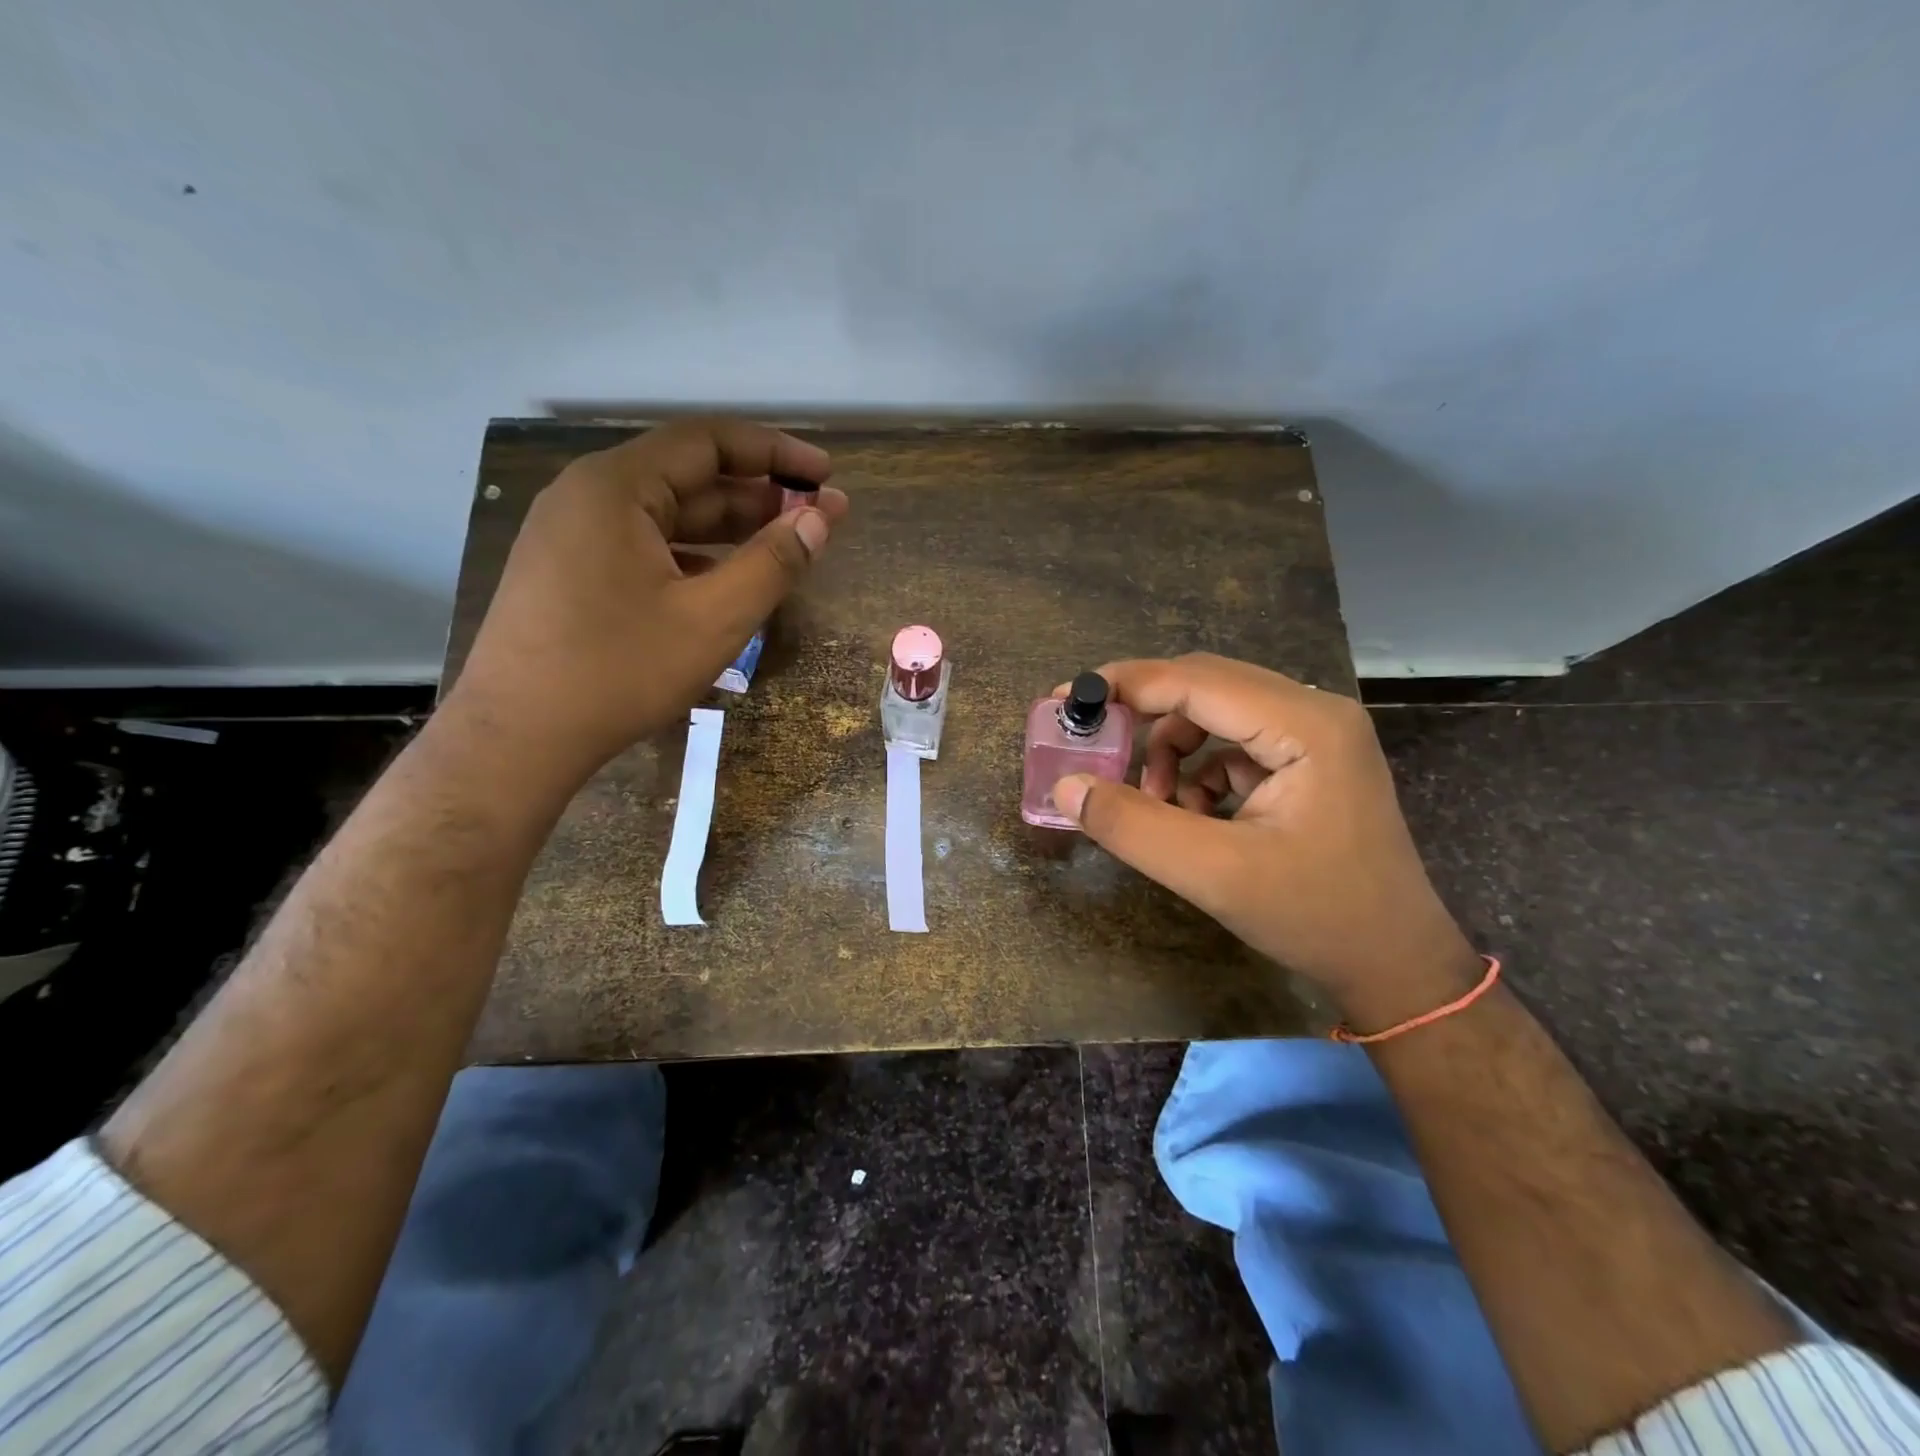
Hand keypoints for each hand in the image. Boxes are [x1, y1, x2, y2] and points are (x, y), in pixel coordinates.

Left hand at [445, 419, 848, 792]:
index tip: (825, 474)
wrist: (518, 738)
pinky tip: (727, 583)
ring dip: (729, 529)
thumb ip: (773, 563)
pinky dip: (694, 556)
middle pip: (688, 477)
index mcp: (617, 487)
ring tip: (784, 549)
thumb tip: (820, 519)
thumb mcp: (714, 619)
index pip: (707, 441)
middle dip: (758, 495)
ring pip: (667, 516)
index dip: (775, 452)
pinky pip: (645, 547)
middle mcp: (588, 496)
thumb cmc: (619, 671)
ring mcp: (572, 536)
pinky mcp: (570, 573)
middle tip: (817, 520)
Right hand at [1051, 653, 1479, 1024]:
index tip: (1067, 699)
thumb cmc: (1316, 917)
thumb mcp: (1213, 874)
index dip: (1126, 685)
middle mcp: (1314, 712)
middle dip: (1145, 715)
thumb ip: (1133, 825)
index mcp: (1305, 725)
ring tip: (1156, 803)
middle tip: (1095, 744)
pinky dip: (1198, 770)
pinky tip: (1195, 815)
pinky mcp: (1308, 761)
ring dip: (1171, 749)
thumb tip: (1066, 786)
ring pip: (1216, 713)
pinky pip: (1232, 743)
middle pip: (1206, 685)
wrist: (1394, 965)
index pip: (1196, 680)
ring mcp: (1316, 735)